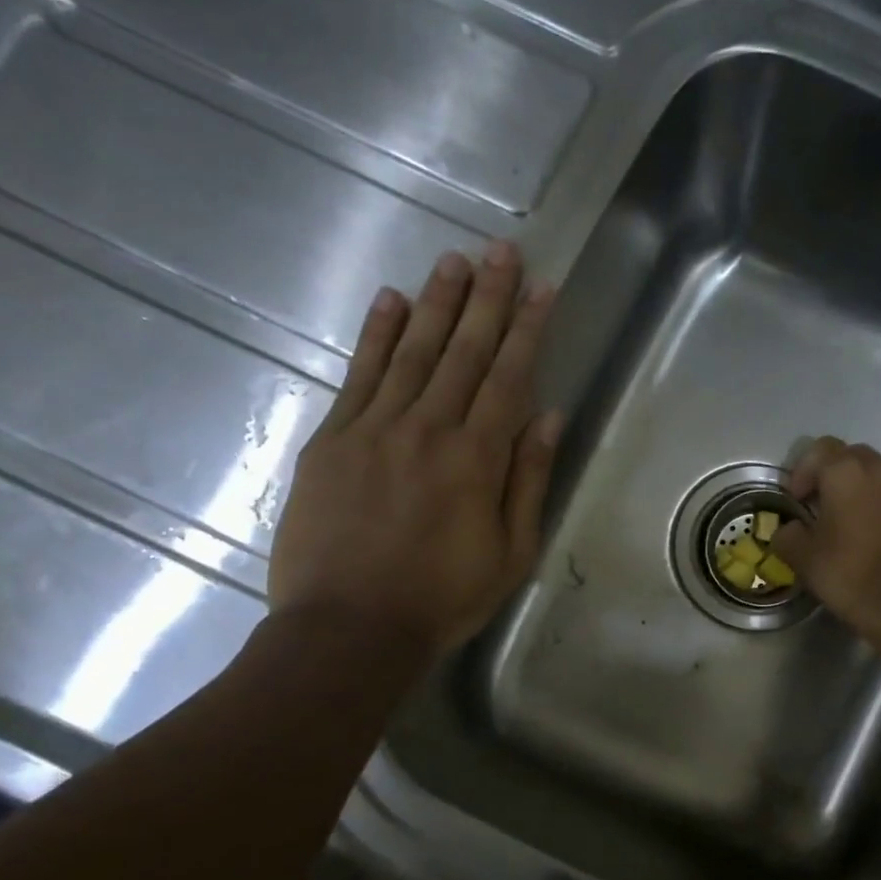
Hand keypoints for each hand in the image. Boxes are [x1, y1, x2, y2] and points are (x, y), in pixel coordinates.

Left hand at [268, 242, 560, 662]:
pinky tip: (390, 301)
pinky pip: (358, 376)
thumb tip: (548, 417)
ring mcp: (374, 429)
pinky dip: (376, 336)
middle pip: (463, 351)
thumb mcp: (510, 553)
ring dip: (436, 303)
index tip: (541, 288)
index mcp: (476, 459)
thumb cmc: (441, 598)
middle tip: (501, 252)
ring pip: (412, 352)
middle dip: (486, 299)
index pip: (508, 377)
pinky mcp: (332, 440)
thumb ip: (528, 481)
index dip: (526, 329)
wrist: (348, 628)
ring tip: (454, 262)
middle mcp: (428, 429)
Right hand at [772, 438, 880, 644]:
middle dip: (832, 476)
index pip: (819, 449)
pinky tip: (872, 541)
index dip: (802, 471)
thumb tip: (789, 530)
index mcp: (847, 472)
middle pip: (852, 457)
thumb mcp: (801, 556)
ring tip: (846, 523)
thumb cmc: (847, 572)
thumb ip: (788, 534)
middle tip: (818, 505)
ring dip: (859, 492)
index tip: (796, 499)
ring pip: (878, 479)